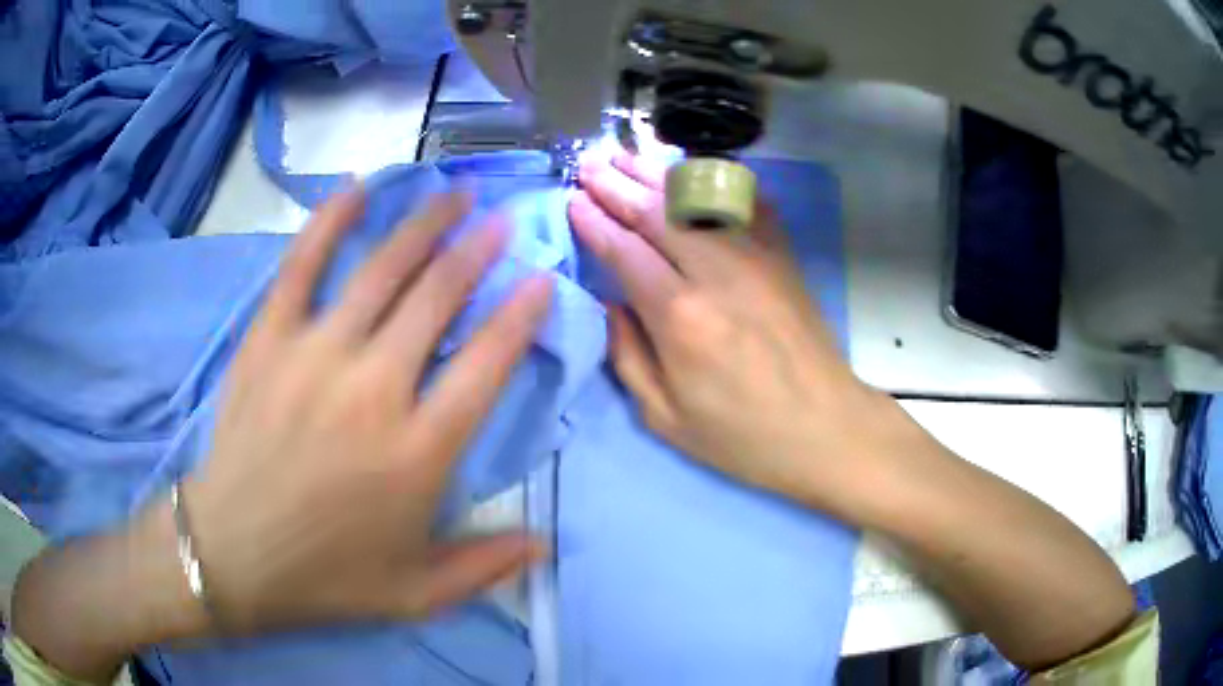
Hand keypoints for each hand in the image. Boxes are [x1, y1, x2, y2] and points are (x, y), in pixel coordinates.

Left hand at [187, 187, 552, 631]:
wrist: (231, 556)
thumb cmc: (326, 577)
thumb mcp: (415, 595)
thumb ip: (485, 567)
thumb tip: (546, 544)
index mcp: (417, 453)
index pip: (486, 364)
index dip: (519, 316)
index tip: (539, 281)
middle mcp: (373, 390)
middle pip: (437, 299)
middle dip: (476, 252)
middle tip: (498, 221)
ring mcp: (315, 356)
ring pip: (381, 271)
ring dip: (424, 226)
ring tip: (453, 195)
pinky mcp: (268, 341)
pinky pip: (301, 266)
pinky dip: (330, 222)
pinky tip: (357, 190)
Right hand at [570, 152, 889, 515]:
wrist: (825, 427)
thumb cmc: (743, 435)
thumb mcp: (666, 417)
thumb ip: (628, 355)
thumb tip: (611, 300)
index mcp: (680, 317)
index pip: (624, 249)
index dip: (594, 220)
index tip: (573, 199)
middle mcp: (717, 272)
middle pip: (656, 211)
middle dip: (617, 183)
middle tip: (590, 164)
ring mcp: (757, 256)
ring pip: (698, 198)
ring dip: (657, 173)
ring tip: (627, 155)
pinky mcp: (783, 255)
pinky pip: (746, 203)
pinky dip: (717, 182)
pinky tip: (695, 171)